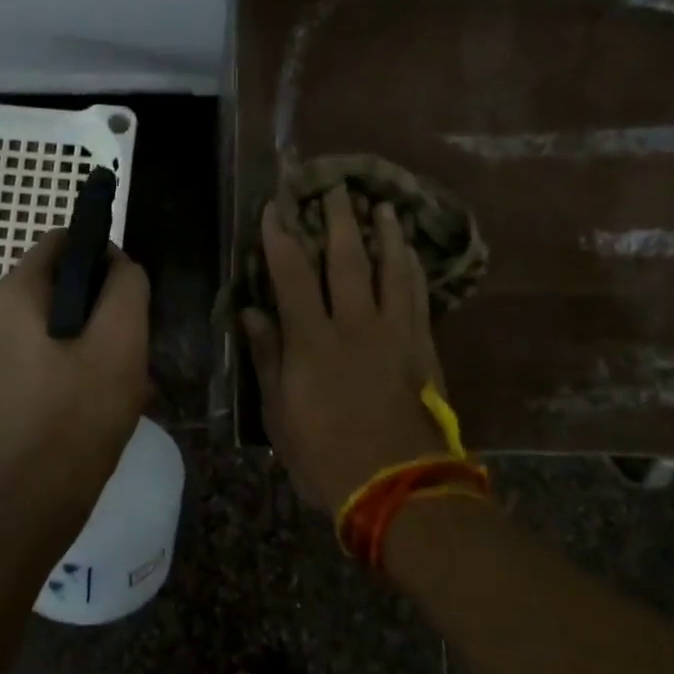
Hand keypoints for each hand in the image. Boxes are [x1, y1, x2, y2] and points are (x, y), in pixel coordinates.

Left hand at [0, 228, 151, 516]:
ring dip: (88, 332)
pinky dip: (70, 356)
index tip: (126, 293)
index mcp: (14, 292)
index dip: (102, 256)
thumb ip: (126, 283)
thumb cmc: (85, 403)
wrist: (45, 485)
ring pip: (53, 317)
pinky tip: (93, 389)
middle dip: (97, 301)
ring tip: (114, 369)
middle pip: (58, 282)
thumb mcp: (123, 334)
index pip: (63, 242)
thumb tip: (117, 263)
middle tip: (125, 339)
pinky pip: (41, 347)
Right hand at [241, 187, 448, 513]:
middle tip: (336, 186)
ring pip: (391, 269)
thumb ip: (267, 357)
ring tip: (383, 206)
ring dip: (385, 234)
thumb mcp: (280, 413)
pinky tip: (412, 254)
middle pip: (347, 259)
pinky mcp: (422, 347)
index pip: (292, 273)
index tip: (275, 207)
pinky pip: (418, 297)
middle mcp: (354, 324)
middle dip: (338, 219)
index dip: (281, 236)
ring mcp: (394, 333)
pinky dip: (414, 270)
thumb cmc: (326, 455)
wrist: (398, 487)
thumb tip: (250, 311)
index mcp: (313, 340)